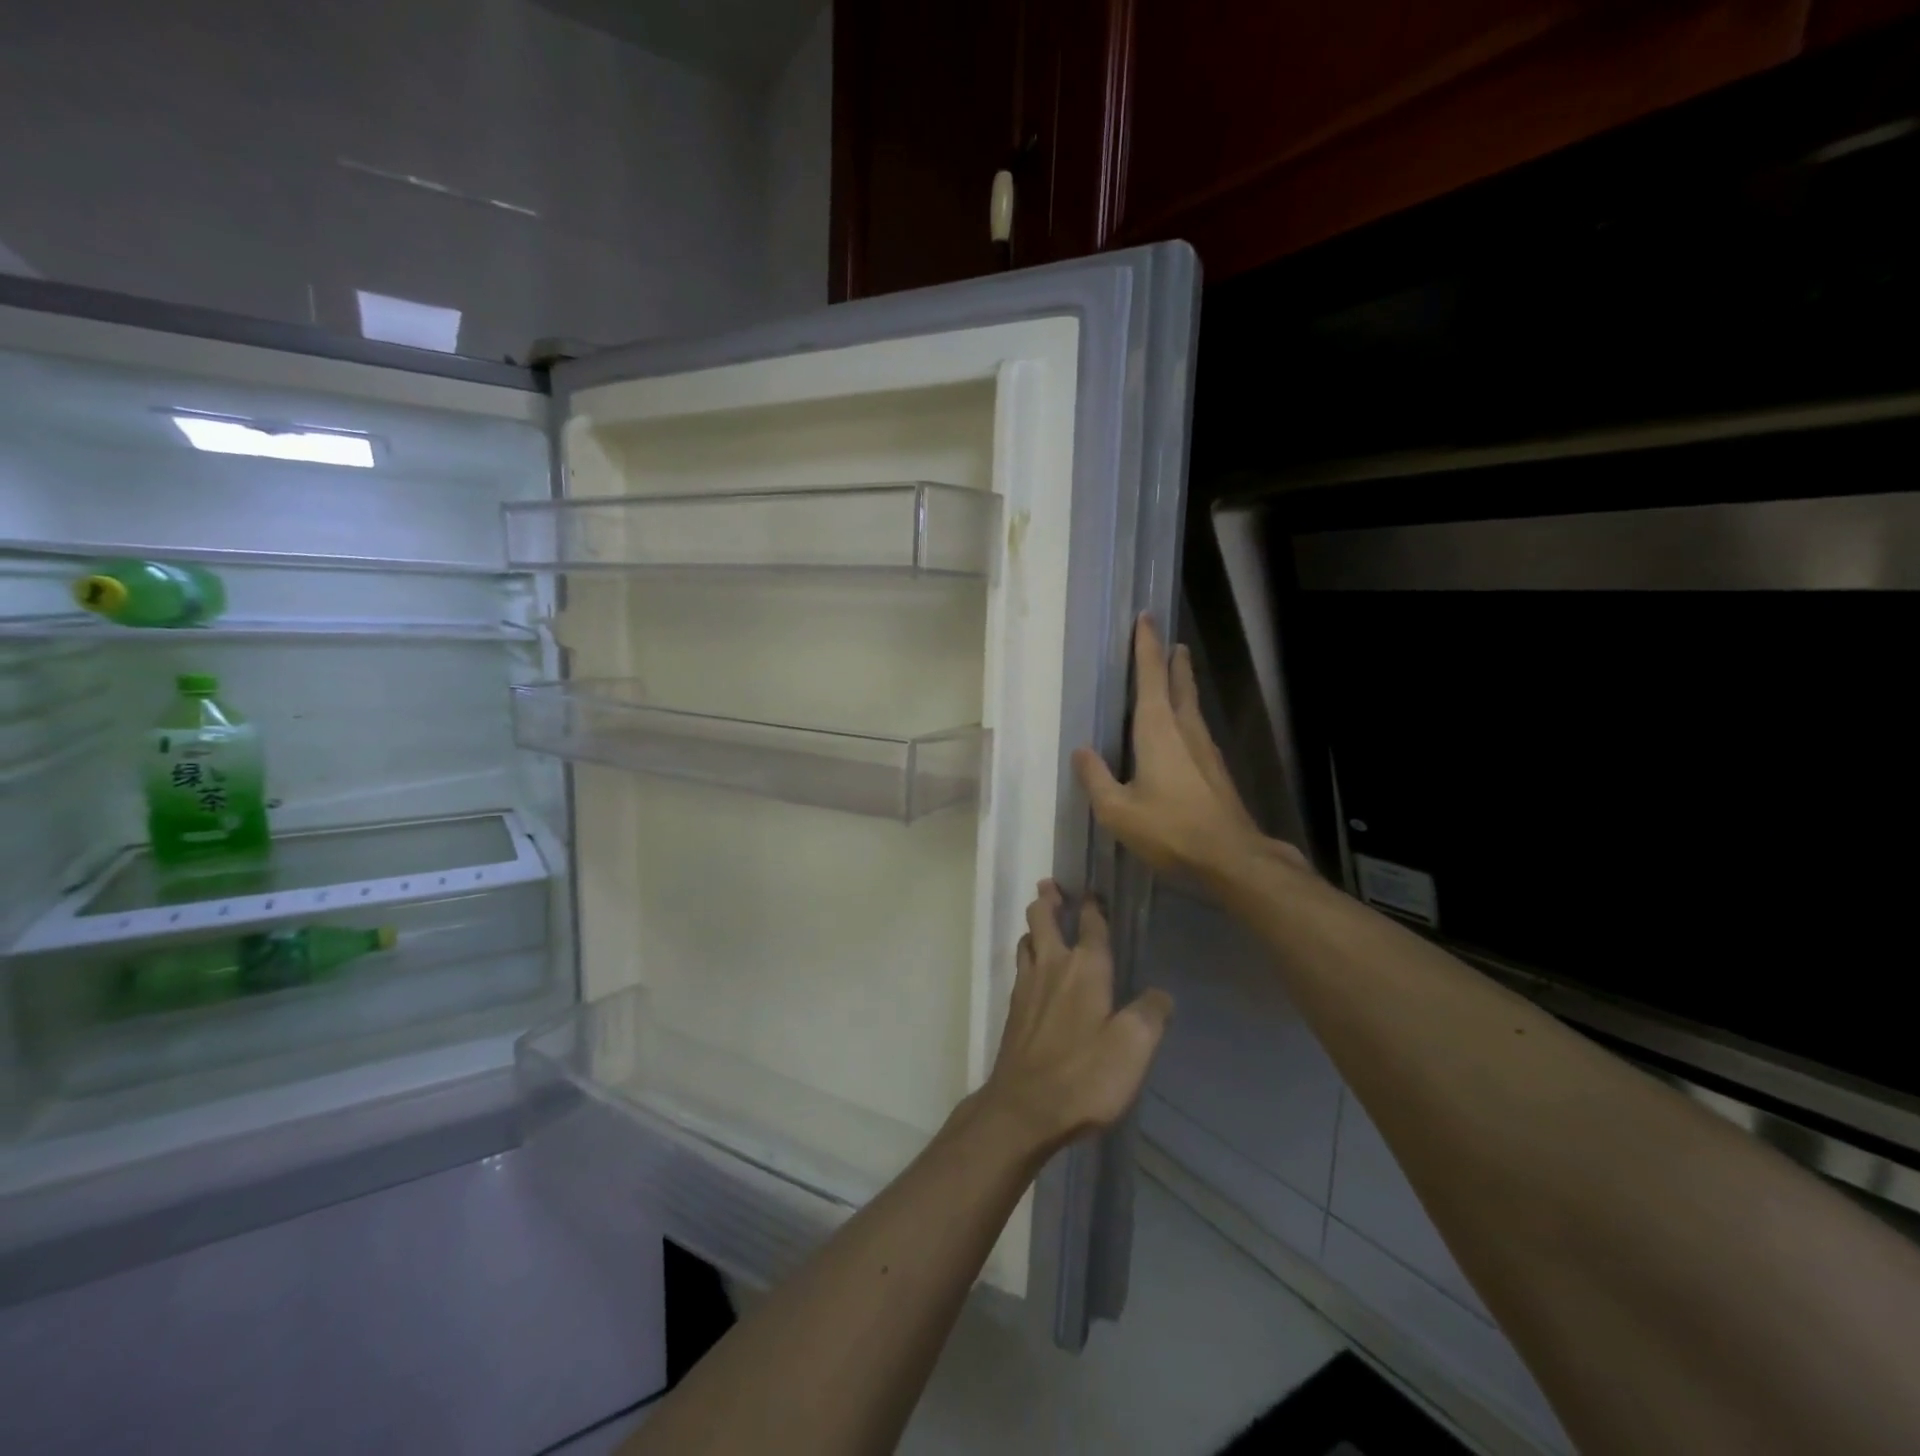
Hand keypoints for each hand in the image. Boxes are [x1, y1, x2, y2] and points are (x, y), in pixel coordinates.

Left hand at [976, 881, 1172, 1157]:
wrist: (1024, 1108)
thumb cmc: (1084, 1075)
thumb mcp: (1134, 1046)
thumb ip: (1150, 1014)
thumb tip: (1161, 993)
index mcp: (1085, 967)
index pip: (1090, 924)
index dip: (1093, 905)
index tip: (1094, 891)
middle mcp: (1052, 966)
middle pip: (1042, 919)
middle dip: (1048, 899)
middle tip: (1051, 886)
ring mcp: (1027, 987)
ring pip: (1026, 941)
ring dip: (1033, 926)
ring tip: (1040, 921)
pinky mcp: (1014, 1010)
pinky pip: (1020, 967)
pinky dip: (1027, 954)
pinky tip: (1032, 968)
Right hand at [1073, 614, 1307, 883]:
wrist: (1231, 858)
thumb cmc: (1169, 829)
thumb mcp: (1118, 810)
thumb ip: (1096, 778)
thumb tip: (1082, 750)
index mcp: (1158, 730)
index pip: (1150, 676)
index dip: (1146, 646)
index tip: (1146, 617)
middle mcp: (1185, 730)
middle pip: (1178, 684)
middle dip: (1171, 661)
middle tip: (1170, 641)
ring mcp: (1206, 750)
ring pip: (1191, 706)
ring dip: (1182, 685)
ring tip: (1175, 675)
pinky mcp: (1216, 771)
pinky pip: (1196, 730)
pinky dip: (1186, 715)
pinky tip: (1181, 731)